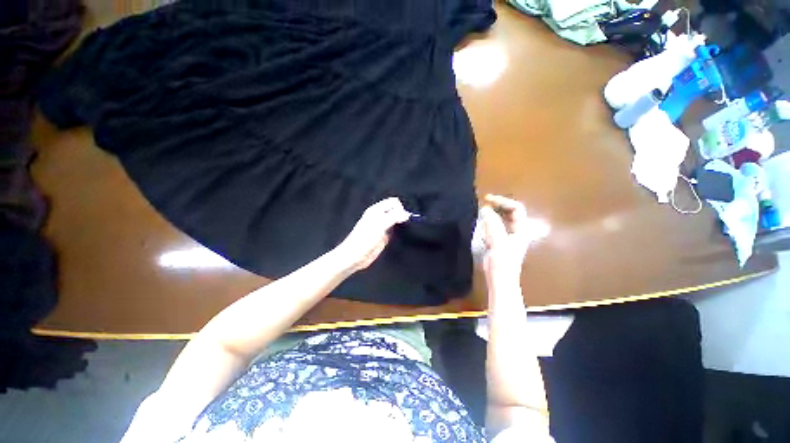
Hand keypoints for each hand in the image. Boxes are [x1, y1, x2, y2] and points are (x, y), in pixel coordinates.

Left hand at [335, 197, 409, 272]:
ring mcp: (382, 227)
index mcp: (376, 210)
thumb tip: (407, 214)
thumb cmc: (364, 239)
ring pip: (396, 221)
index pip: (393, 202)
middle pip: (396, 210)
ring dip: (400, 224)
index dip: (400, 208)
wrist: (355, 256)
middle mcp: (379, 216)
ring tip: (399, 230)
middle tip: (401, 224)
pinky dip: (398, 232)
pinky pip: (394, 231)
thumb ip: (394, 217)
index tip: (402, 218)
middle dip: (402, 215)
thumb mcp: (380, 225)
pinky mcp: (384, 236)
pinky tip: (397, 237)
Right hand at [479, 195, 529, 286]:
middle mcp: (516, 230)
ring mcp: (507, 236)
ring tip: (482, 210)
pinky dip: (488, 220)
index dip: (503, 201)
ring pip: (502, 218)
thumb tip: (485, 209)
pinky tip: (481, 221)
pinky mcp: (499, 240)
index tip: (488, 200)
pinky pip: (495, 225)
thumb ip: (493, 225)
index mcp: (521, 230)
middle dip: (499, 205)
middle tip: (485, 202)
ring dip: (493, 212)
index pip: (516, 208)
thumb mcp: (499, 242)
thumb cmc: (503, 262)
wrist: (500, 279)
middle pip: (511, 212)